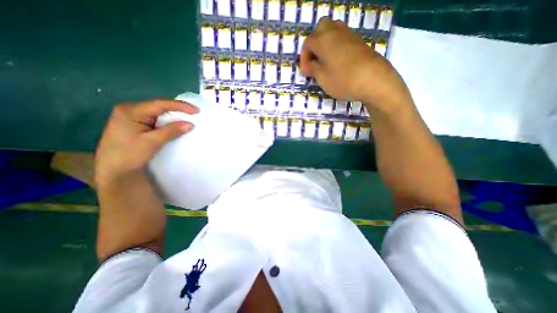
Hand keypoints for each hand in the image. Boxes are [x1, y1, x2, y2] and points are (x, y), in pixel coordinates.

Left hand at [95, 99, 197, 185]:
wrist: (113, 170)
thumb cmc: (129, 155)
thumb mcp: (152, 142)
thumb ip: (171, 131)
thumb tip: (190, 124)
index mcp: (131, 110)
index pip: (160, 104)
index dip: (180, 106)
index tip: (196, 111)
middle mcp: (130, 110)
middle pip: (159, 107)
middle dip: (178, 110)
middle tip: (194, 114)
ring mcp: (132, 117)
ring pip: (158, 113)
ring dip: (173, 117)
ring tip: (188, 119)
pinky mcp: (135, 125)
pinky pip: (155, 120)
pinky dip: (167, 122)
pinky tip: (175, 125)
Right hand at [301, 17, 412, 113]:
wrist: (374, 80)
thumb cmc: (343, 80)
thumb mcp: (322, 78)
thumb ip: (312, 69)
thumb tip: (307, 65)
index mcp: (323, 40)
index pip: (307, 43)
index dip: (303, 58)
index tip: (305, 72)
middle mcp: (335, 32)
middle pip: (320, 28)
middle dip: (314, 43)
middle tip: (314, 60)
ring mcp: (349, 35)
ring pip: (332, 30)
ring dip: (325, 43)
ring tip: (325, 61)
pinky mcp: (359, 42)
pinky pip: (343, 38)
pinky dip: (336, 46)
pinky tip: (338, 61)